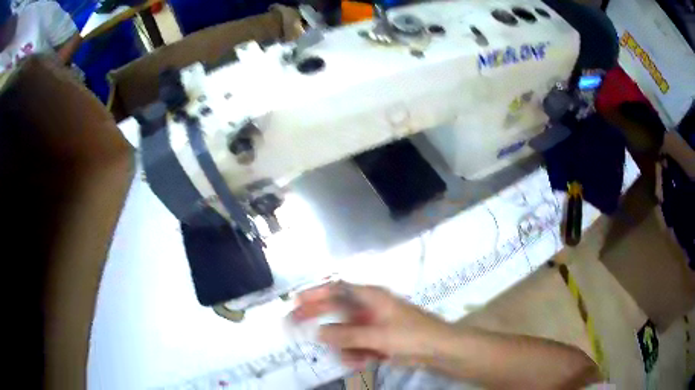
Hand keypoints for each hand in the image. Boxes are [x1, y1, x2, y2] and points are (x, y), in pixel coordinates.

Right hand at [290, 281, 454, 368]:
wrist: (440, 350)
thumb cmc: (412, 335)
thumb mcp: (379, 336)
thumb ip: (348, 335)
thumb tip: (319, 332)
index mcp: (371, 297)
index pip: (337, 289)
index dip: (315, 293)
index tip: (295, 301)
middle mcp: (369, 307)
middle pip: (336, 310)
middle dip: (318, 319)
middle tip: (293, 324)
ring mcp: (373, 324)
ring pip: (345, 333)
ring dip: (345, 346)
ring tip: (356, 358)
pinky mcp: (377, 339)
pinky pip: (357, 344)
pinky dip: (356, 354)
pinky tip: (364, 362)